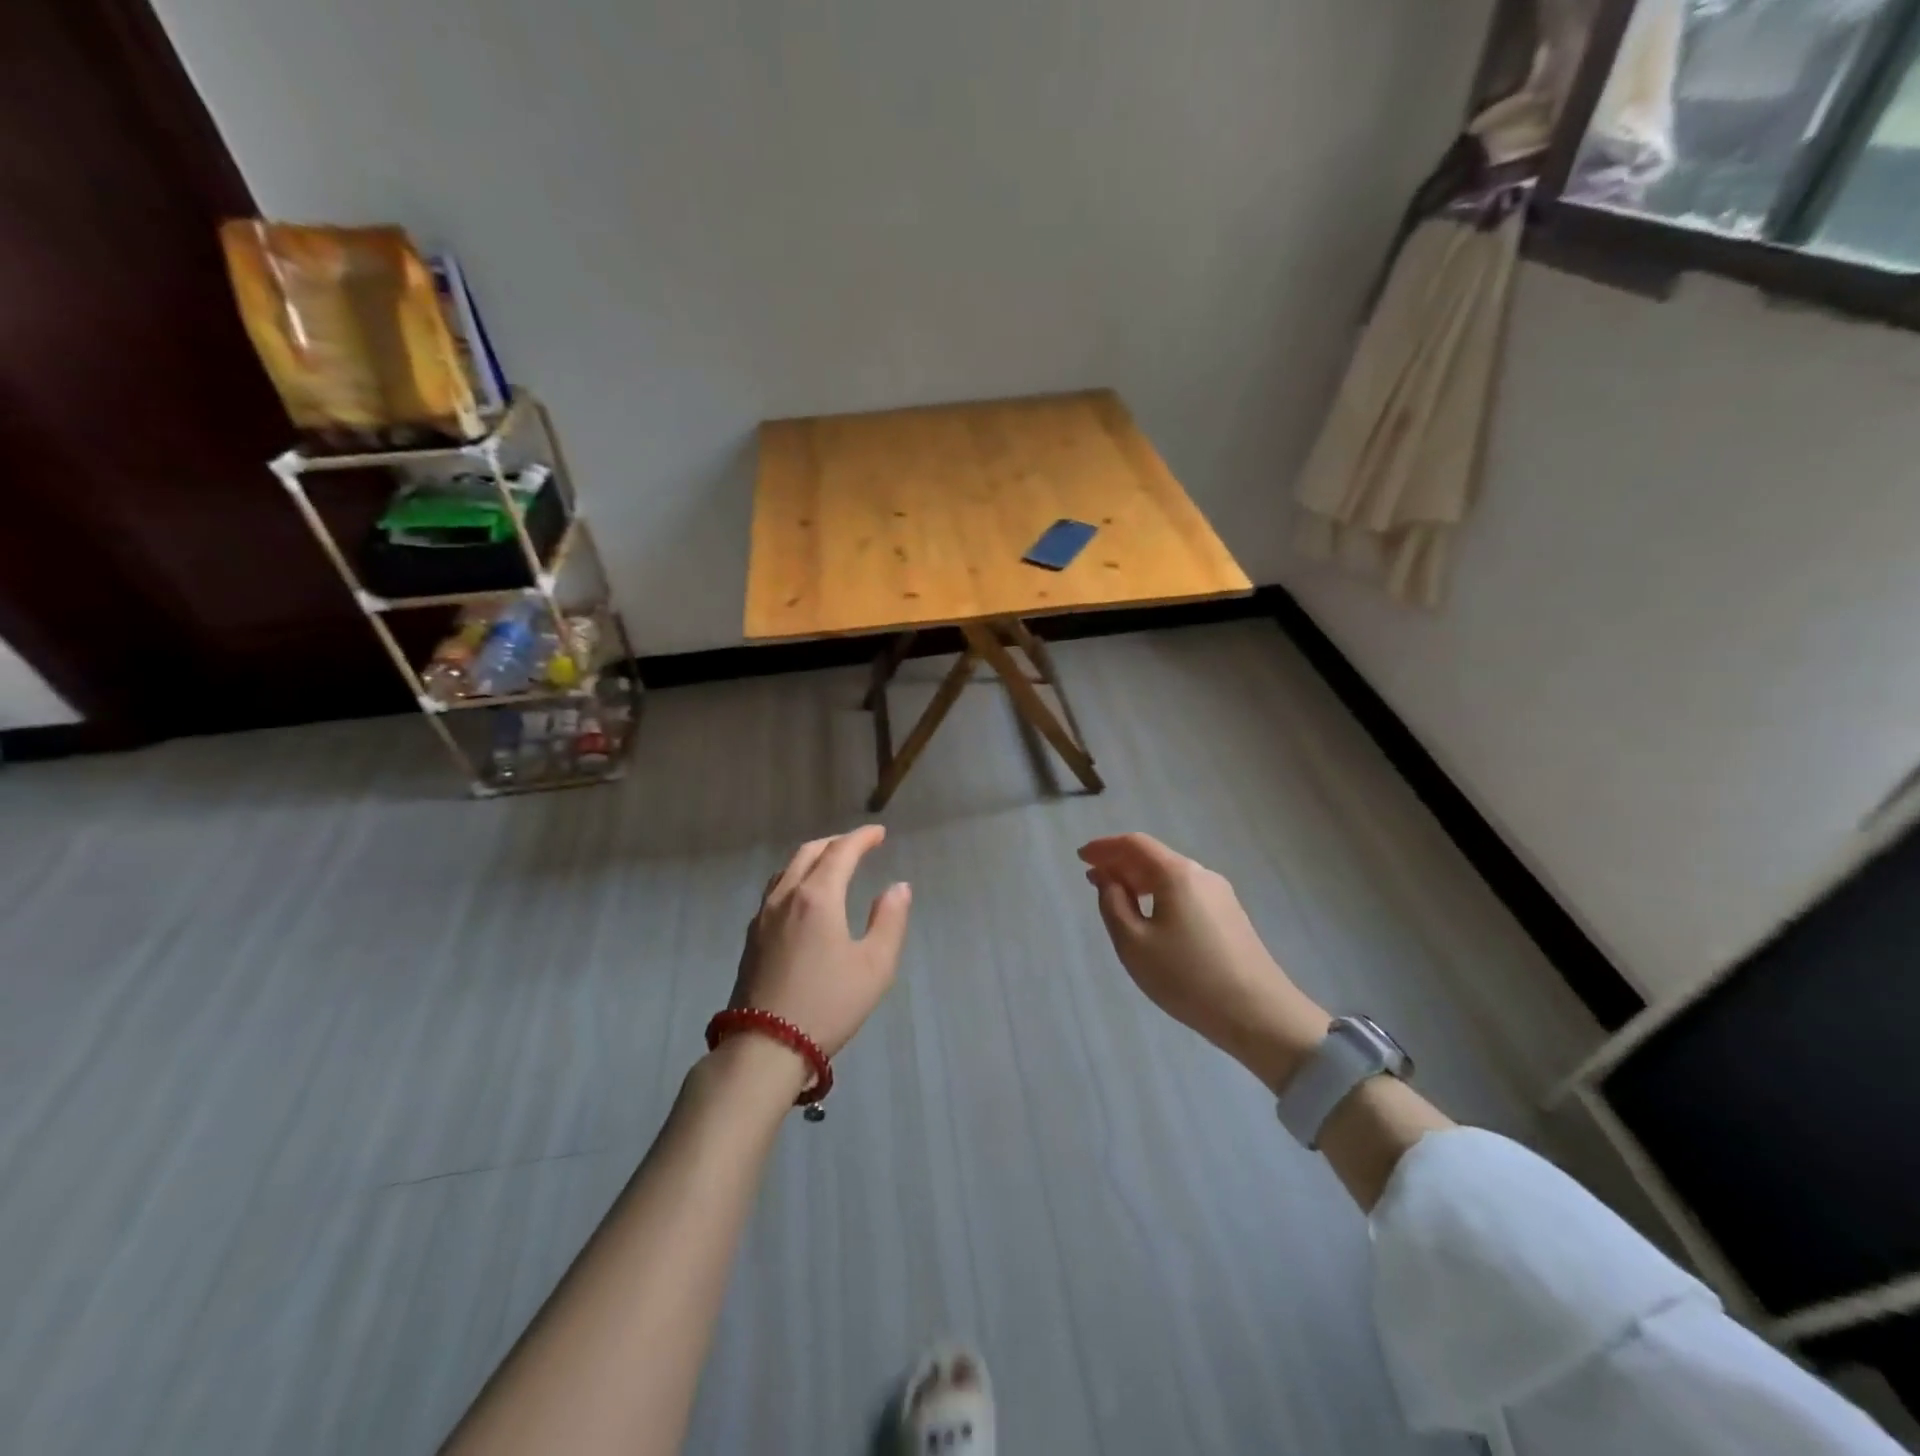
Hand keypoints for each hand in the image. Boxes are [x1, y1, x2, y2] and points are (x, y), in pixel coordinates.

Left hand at [730, 825, 911, 1058]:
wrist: (765, 1047)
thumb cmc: (828, 1004)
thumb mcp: (875, 966)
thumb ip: (890, 920)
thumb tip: (898, 887)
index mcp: (817, 897)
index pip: (841, 851)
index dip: (862, 838)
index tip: (879, 833)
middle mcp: (786, 897)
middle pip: (809, 852)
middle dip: (836, 842)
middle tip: (858, 845)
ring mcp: (763, 916)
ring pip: (787, 869)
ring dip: (812, 857)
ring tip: (831, 864)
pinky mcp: (752, 937)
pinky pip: (775, 890)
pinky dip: (795, 877)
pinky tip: (803, 897)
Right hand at [1078, 833, 1327, 1092]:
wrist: (1259, 1015)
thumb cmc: (1187, 977)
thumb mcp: (1134, 944)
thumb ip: (1114, 905)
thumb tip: (1109, 880)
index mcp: (1177, 874)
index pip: (1134, 845)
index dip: (1104, 847)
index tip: (1081, 857)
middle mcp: (1201, 874)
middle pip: (1154, 857)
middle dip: (1120, 864)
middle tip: (1092, 879)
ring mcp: (1221, 895)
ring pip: (1171, 876)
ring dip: (1140, 881)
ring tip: (1116, 898)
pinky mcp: (1230, 916)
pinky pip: (1185, 893)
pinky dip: (1160, 894)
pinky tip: (1150, 916)